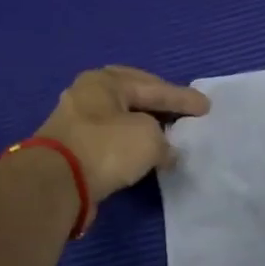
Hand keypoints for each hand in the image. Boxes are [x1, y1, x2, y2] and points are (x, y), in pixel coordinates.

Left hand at [32, 66, 208, 223]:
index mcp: (105, 81)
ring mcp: (77, 122)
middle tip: (182, 109)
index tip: (206, 107)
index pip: (153, 87)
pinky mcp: (74, 149)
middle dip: (158, 102)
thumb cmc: (106, 148)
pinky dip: (131, 143)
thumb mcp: (149, 137)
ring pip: (120, 118)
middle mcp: (87, 95)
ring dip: (144, 124)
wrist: (57, 183)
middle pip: (132, 95)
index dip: (183, 98)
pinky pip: (112, 139)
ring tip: (167, 132)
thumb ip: (164, 140)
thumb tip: (165, 151)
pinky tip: (144, 152)